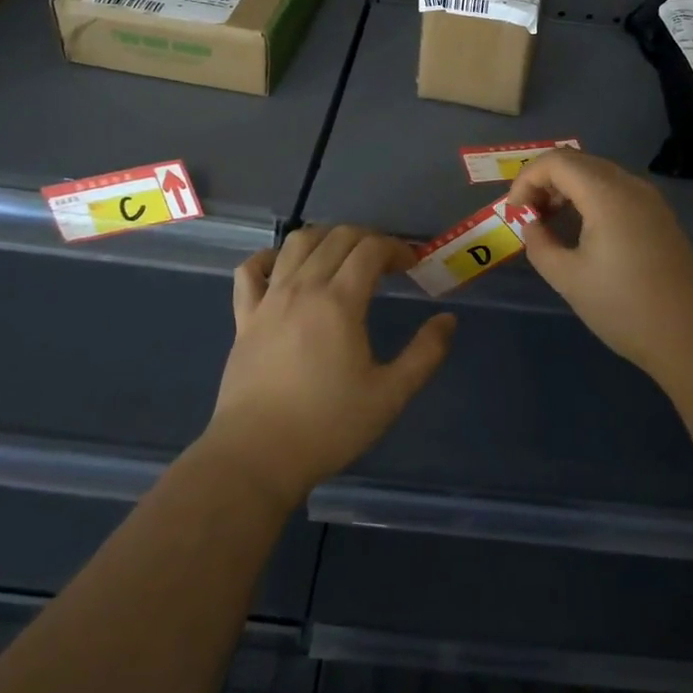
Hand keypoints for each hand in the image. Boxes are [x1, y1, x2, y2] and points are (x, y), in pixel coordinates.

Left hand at [205, 225, 454, 509]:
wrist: (256, 456)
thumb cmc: (327, 426)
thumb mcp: (390, 395)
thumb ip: (424, 354)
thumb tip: (447, 319)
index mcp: (339, 301)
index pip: (370, 249)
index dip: (395, 247)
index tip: (411, 265)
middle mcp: (303, 288)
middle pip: (337, 237)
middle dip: (367, 238)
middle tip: (385, 262)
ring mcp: (269, 299)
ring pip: (297, 243)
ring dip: (326, 238)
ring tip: (342, 256)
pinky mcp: (244, 317)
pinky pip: (251, 270)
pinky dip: (270, 258)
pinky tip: (284, 268)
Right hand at [506, 151, 692, 378]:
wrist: (692, 335)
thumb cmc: (624, 307)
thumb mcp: (568, 278)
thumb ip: (540, 244)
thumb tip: (532, 225)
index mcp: (606, 193)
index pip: (556, 161)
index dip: (527, 180)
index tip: (515, 213)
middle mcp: (629, 185)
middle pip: (577, 161)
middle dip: (545, 181)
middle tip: (528, 216)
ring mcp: (648, 198)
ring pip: (597, 173)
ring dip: (567, 188)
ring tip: (549, 222)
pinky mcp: (658, 215)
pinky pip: (615, 190)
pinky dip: (589, 197)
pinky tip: (581, 229)